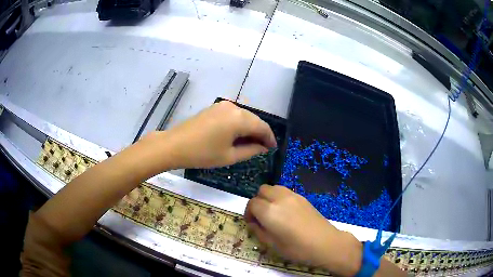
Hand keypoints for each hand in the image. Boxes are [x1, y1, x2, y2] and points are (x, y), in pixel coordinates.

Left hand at [164, 101, 276, 168]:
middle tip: (263, 148)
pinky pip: (234, 115)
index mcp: (239, 118)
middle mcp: (233, 107)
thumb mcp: (229, 156)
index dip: (270, 138)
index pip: (262, 127)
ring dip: (250, 128)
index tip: (273, 148)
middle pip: (254, 120)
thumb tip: (263, 147)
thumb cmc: (203, 154)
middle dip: (260, 133)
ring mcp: (223, 105)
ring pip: (244, 116)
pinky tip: (237, 135)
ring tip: (251, 143)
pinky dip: (239, 124)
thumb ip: (251, 150)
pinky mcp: (215, 107)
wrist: (175, 145)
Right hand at [245, 185, 362, 275]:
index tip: (252, 223)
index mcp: (269, 211)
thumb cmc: (297, 248)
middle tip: (261, 217)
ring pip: (274, 187)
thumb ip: (258, 231)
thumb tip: (253, 223)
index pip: (252, 203)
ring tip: (273, 213)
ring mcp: (293, 196)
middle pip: (261, 190)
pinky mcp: (302, 197)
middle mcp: (279, 198)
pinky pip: (285, 191)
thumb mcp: (272, 245)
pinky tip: (286, 212)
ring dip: (268, 197)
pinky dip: (279, 197)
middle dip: (257, 202)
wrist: (325, 243)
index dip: (248, 213)